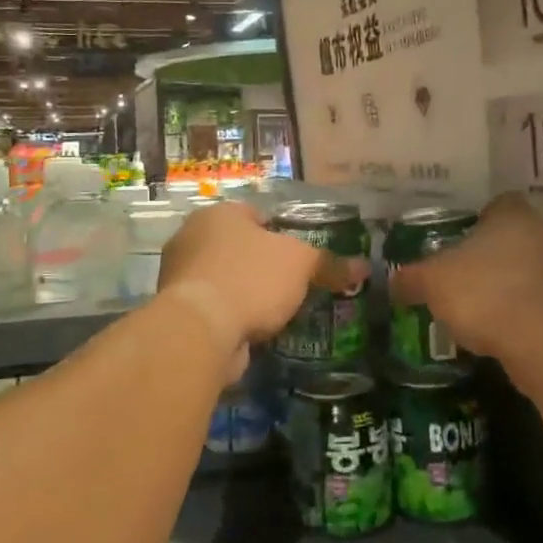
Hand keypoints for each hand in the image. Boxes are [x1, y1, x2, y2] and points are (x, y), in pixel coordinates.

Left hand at [156, 202, 359, 363]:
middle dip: (262, 264)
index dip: (280, 231)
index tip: (300, 254)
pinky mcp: (178, 311)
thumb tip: (364, 267)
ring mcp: (179, 276)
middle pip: (237, 247)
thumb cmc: (251, 278)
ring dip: (246, 292)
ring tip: (277, 310)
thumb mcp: (300, 264)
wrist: (201, 329)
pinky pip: (214, 307)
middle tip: (292, 283)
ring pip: (224, 278)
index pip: (255, 214)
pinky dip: (232, 316)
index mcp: (218, 214)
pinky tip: (254, 329)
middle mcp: (192, 237)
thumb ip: (329, 263)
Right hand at [389, 194, 542, 360]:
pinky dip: (519, 310)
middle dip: (489, 254)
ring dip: (506, 283)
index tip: (455, 240)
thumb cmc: (485, 294)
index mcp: (513, 215)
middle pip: (512, 237)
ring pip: (527, 268)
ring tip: (475, 306)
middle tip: (459, 273)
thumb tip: (393, 281)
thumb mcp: (432, 283)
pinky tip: (497, 328)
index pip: (496, 204)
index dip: (475, 220)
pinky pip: (537, 300)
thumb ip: (411, 278)